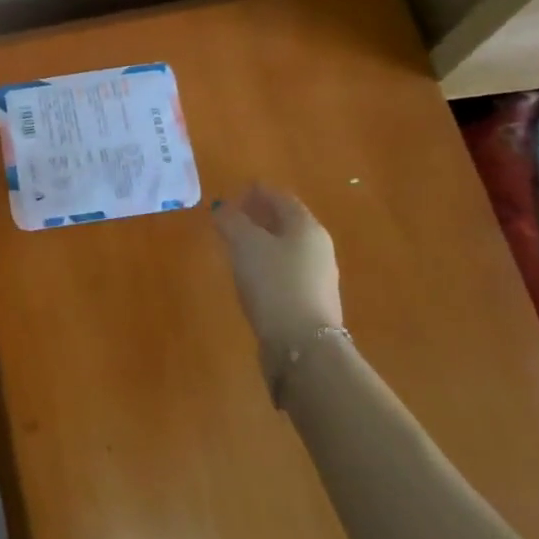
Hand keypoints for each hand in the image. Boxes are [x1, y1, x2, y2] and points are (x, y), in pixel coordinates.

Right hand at [213, 186, 342, 401]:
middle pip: (286, 223)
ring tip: (235, 245)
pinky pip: (285, 272)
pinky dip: (267, 265)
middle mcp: (318, 248)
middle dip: (260, 216)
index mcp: (306, 227)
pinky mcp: (310, 303)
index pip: (281, 198)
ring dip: (262, 242)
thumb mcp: (245, 243)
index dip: (258, 192)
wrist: (303, 347)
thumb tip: (221, 208)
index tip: (236, 191)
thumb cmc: (274, 283)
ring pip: (286, 248)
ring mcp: (318, 278)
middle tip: (232, 216)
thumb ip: (231, 220)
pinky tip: (250, 275)